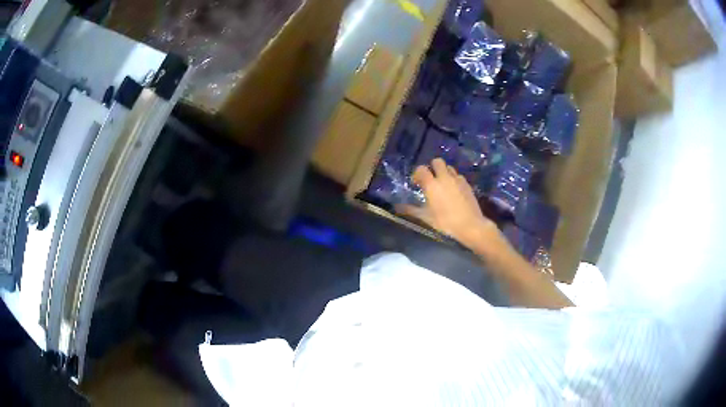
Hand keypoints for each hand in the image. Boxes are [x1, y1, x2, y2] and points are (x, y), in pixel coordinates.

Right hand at [397, 158, 499, 251]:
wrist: (470, 225)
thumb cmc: (445, 222)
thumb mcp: (426, 217)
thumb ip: (411, 210)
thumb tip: (397, 207)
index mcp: (432, 184)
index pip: (421, 169)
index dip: (417, 174)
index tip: (416, 183)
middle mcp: (444, 177)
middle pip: (437, 161)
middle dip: (432, 167)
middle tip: (430, 180)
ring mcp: (457, 179)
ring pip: (448, 167)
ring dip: (443, 172)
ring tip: (442, 184)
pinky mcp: (467, 184)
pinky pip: (458, 176)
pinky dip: (453, 179)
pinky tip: (453, 191)